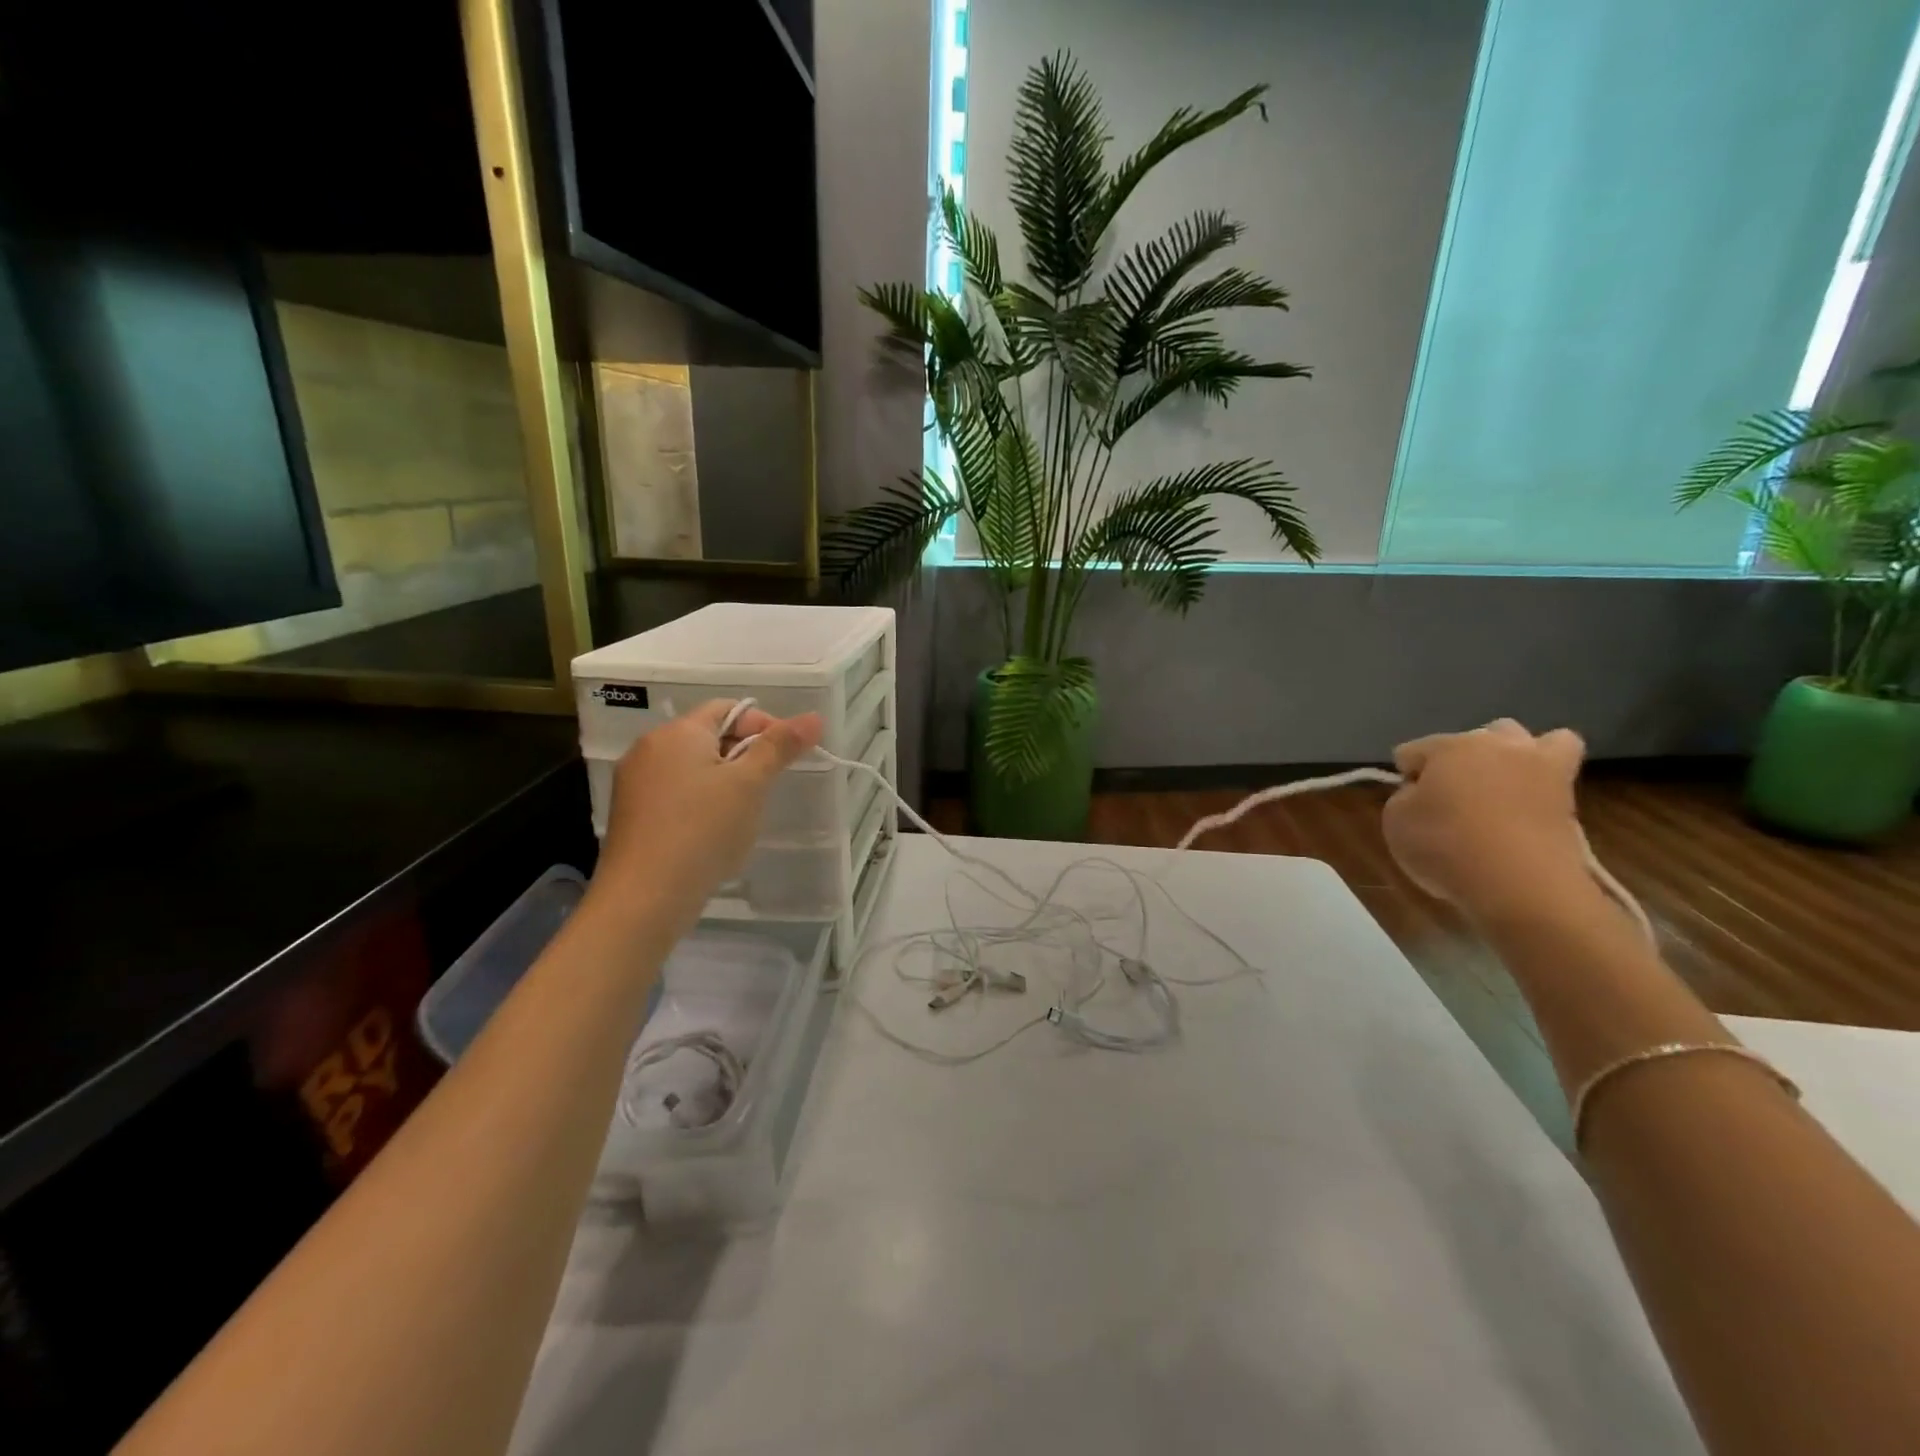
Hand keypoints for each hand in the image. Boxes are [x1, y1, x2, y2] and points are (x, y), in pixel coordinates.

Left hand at [590, 700, 822, 933]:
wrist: (645, 897)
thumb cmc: (703, 830)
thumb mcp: (750, 785)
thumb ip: (779, 747)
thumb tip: (813, 717)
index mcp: (678, 732)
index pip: (727, 709)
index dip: (764, 725)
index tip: (787, 756)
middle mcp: (650, 748)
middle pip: (709, 736)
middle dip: (745, 755)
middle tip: (769, 787)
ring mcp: (635, 783)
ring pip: (693, 767)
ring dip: (724, 781)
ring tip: (745, 813)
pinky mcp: (633, 815)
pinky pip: (676, 794)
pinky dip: (701, 803)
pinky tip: (714, 833)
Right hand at [1381, 718, 1590, 924]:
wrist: (1520, 884)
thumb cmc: (1445, 846)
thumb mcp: (1395, 822)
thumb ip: (1405, 798)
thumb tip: (1424, 794)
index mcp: (1447, 747)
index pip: (1412, 752)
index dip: (1405, 778)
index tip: (1408, 806)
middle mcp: (1495, 745)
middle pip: (1471, 738)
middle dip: (1459, 760)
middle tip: (1451, 796)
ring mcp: (1538, 767)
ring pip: (1528, 739)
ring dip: (1511, 756)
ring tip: (1498, 789)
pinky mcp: (1569, 796)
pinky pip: (1561, 770)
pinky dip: (1547, 777)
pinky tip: (1532, 798)